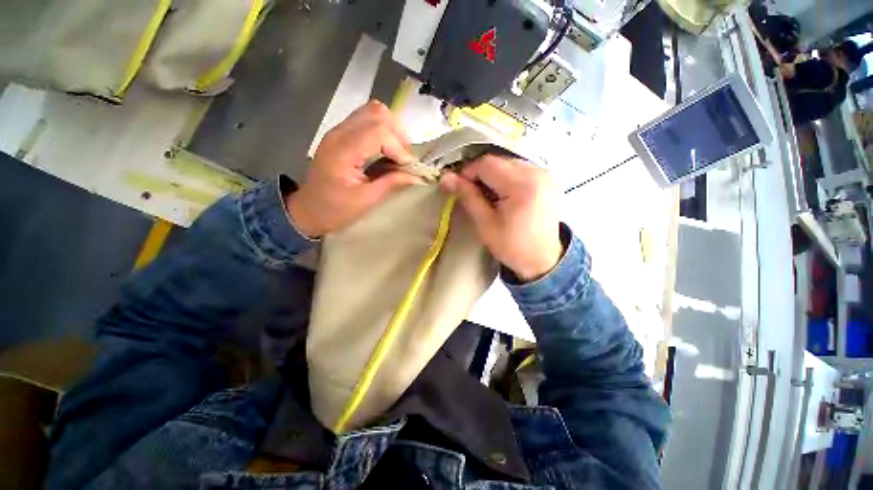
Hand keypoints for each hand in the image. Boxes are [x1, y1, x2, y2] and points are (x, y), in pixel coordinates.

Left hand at [286, 101, 422, 236]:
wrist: (309, 209)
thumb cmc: (335, 209)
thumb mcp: (366, 200)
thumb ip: (391, 183)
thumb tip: (417, 176)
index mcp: (343, 151)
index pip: (379, 131)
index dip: (399, 148)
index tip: (409, 168)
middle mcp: (340, 133)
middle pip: (377, 113)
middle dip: (398, 135)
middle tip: (404, 159)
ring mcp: (339, 131)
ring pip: (373, 112)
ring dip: (392, 130)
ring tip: (397, 154)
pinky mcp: (343, 134)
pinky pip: (368, 121)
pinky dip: (384, 132)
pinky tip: (387, 152)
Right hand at [440, 156, 562, 281]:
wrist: (544, 261)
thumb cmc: (512, 247)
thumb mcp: (486, 224)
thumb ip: (468, 197)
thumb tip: (446, 178)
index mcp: (522, 185)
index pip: (487, 164)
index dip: (468, 172)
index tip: (459, 187)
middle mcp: (537, 172)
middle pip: (499, 160)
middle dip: (481, 174)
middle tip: (472, 193)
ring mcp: (546, 174)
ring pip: (509, 163)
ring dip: (494, 175)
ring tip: (488, 196)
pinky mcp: (548, 179)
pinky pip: (521, 169)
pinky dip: (507, 177)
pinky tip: (504, 195)